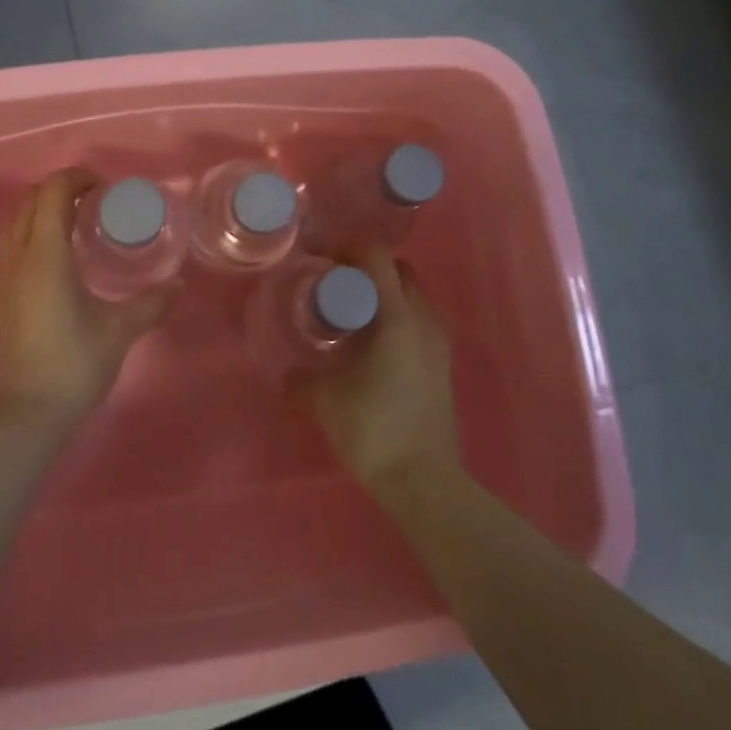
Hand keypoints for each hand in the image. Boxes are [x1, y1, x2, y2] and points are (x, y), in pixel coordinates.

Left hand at [0, 168, 179, 423]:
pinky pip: (11, 240)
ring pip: (14, 218)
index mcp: (46, 255)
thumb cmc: (77, 362)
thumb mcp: (121, 329)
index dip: (77, 178)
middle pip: (30, 198)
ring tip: (75, 219)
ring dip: (42, 206)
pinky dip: (31, 227)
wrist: (31, 409)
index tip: (106, 188)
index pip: (52, 192)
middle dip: (61, 188)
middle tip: (95, 200)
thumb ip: (152, 302)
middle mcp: (20, 255)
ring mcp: (6, 273)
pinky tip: (60, 251)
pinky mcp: (3, 291)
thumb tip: (179, 285)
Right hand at [300, 247, 460, 495]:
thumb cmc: (373, 429)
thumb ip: (300, 379)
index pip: (375, 256)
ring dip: (384, 294)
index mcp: (396, 316)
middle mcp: (423, 319)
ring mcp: (439, 341)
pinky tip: (372, 345)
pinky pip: (418, 320)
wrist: (423, 481)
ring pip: (412, 295)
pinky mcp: (443, 363)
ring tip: (353, 316)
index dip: (345, 248)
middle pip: (397, 270)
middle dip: (366, 268)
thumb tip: (287, 375)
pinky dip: (396, 317)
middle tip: (335, 286)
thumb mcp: (324, 400)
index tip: (320, 260)